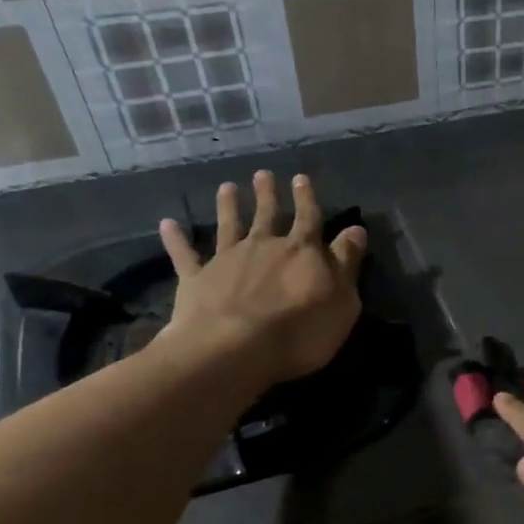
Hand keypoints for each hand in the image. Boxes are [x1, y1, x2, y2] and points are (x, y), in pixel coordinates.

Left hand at [157, 170, 367, 386]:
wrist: (236, 348)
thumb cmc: (301, 331)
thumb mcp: (342, 300)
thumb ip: (347, 263)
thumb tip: (356, 230)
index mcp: (302, 251)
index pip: (309, 218)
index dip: (307, 199)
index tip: (301, 178)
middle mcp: (264, 246)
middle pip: (267, 215)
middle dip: (267, 195)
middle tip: (262, 175)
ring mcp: (227, 260)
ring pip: (229, 226)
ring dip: (228, 206)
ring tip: (226, 188)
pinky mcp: (197, 279)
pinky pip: (185, 254)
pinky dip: (176, 239)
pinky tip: (167, 224)